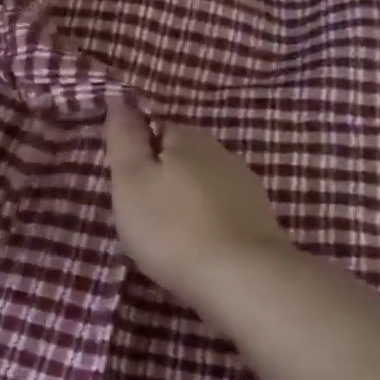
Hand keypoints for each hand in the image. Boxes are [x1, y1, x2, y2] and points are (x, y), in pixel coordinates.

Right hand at [104, 97, 291, 317]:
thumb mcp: (131, 180)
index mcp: (188, 139)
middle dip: (162, 177)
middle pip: (182, 157)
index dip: (137, 152)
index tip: (124, 182)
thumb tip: (120, 100)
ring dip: (185, 201)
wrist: (242, 279)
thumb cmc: (172, 227)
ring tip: (166, 234)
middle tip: (140, 212)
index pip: (157, 128)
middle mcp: (222, 154)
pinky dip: (206, 222)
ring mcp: (246, 188)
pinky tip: (196, 245)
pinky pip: (221, 211)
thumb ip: (124, 138)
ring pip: (203, 185)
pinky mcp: (260, 221)